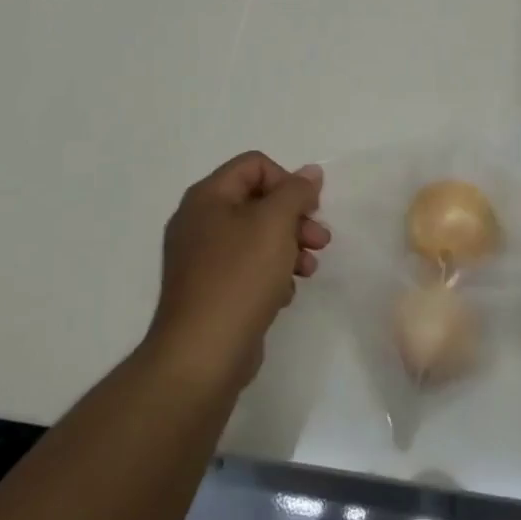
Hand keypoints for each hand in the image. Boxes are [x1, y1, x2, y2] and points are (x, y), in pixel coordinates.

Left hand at [147, 152, 327, 387]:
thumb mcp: (275, 223)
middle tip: (320, 240)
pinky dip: (271, 273)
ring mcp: (201, 258)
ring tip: (309, 270)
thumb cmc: (239, 277)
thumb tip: (310, 172)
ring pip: (256, 236)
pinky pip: (247, 267)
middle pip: (258, 201)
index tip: (309, 208)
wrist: (202, 355)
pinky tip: (284, 294)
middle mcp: (199, 221)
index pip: (254, 165)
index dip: (287, 180)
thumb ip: (296, 192)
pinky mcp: (210, 290)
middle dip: (295, 218)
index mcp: (207, 197)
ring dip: (289, 246)